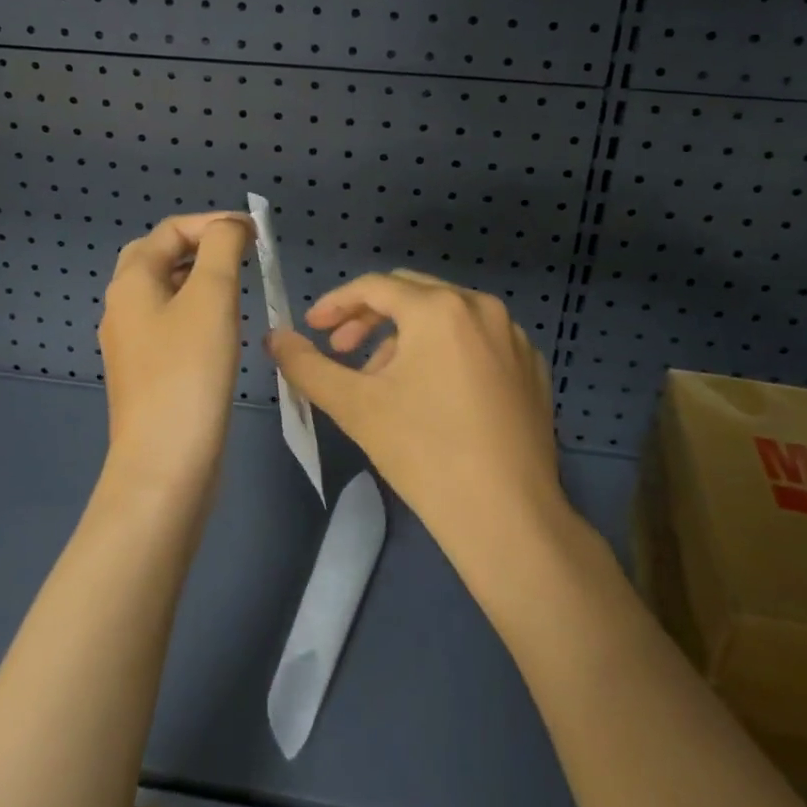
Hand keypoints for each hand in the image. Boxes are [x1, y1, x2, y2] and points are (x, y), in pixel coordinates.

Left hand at [98, 213, 253, 491]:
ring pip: (165, 291)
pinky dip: (196, 309)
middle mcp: (122, 306)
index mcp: (131, 282)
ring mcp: (130, 342)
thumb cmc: (189, 370)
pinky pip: (169, 323)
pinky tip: (223, 327)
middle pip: (159, 256)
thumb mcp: (211, 296)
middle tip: (241, 253)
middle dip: (201, 246)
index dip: (213, 222)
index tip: (256, 233)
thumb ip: (221, 248)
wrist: (165, 463)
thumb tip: (229, 227)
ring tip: (239, 284)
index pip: (170, 230)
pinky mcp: (146, 372)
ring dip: (200, 277)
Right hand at [266, 270, 568, 572]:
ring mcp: (514, 336)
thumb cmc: (425, 454)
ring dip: (406, 336)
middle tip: (341, 349)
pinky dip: (446, 352)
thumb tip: (275, 337)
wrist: (509, 519)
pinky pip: (477, 341)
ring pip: (445, 316)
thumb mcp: (355, 406)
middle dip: (369, 317)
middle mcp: (482, 307)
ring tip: (384, 381)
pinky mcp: (532, 367)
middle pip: (411, 293)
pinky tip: (433, 394)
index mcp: (440, 308)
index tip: (311, 327)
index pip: (375, 287)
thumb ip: (307, 365)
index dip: (336, 303)